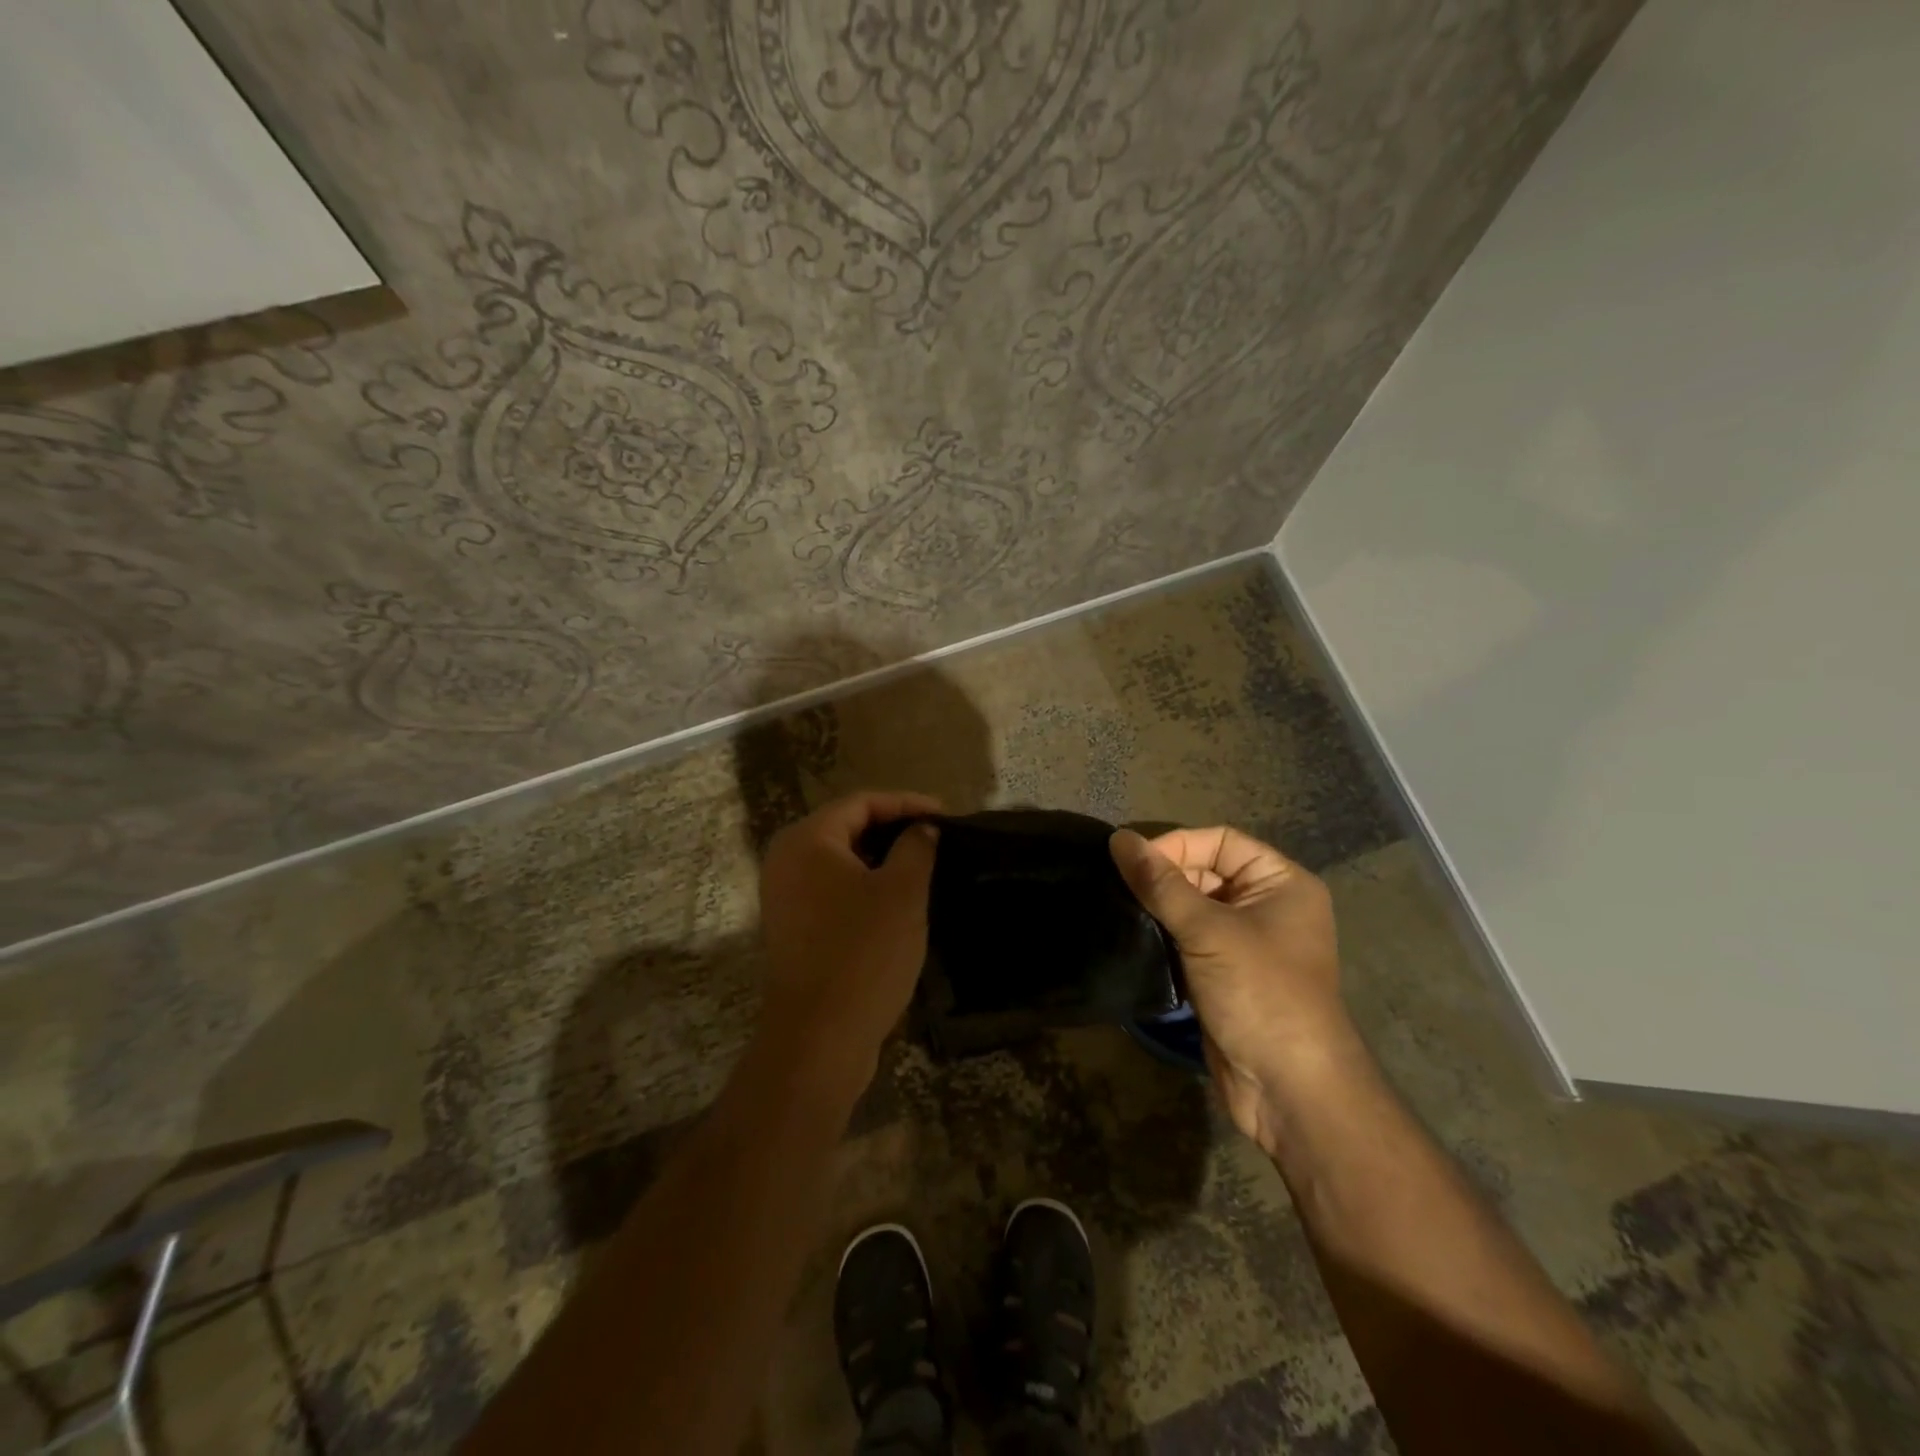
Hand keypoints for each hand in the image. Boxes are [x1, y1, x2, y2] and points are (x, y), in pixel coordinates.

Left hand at [758, 791, 940, 1087]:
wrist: (819, 1037)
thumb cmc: (863, 953)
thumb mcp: (902, 892)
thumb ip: (916, 847)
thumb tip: (921, 829)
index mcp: (807, 840)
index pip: (862, 802)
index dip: (907, 803)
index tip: (946, 815)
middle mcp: (786, 860)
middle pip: (847, 827)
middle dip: (894, 828)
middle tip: (936, 837)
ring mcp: (785, 896)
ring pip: (840, 860)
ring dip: (881, 858)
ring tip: (924, 864)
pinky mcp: (793, 927)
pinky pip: (833, 889)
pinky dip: (865, 884)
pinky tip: (897, 898)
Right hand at [1110, 826, 1359, 1146]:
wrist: (1289, 1089)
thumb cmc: (1260, 993)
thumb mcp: (1208, 931)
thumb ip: (1160, 883)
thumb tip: (1119, 839)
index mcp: (1281, 882)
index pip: (1220, 841)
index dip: (1177, 845)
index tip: (1132, 863)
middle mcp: (1267, 905)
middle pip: (1206, 871)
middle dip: (1165, 876)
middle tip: (1118, 887)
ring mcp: (1247, 943)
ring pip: (1193, 906)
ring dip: (1159, 907)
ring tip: (1119, 908)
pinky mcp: (1225, 974)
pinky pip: (1189, 939)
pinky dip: (1164, 934)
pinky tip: (1133, 936)